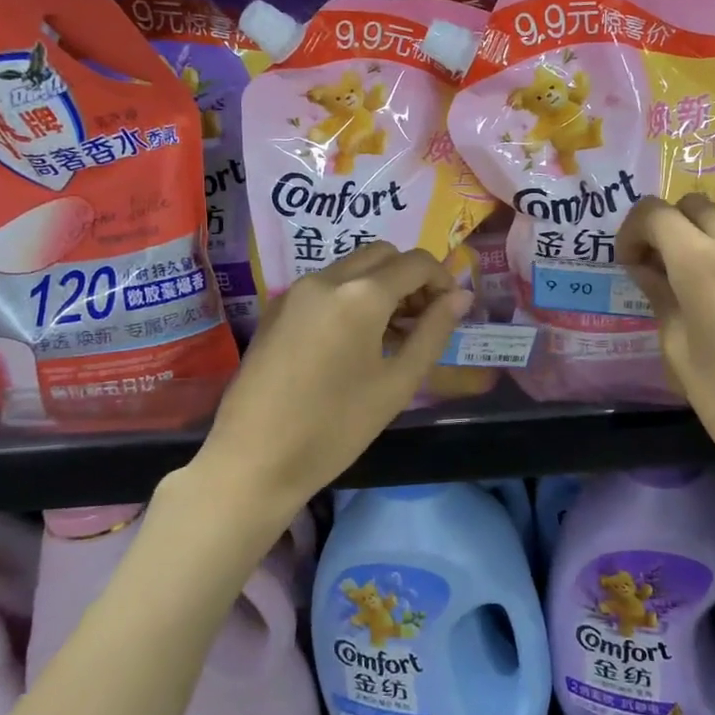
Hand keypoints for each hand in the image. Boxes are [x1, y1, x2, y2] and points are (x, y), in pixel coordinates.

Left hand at [199, 242, 473, 511]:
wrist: (253, 460)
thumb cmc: (335, 427)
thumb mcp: (397, 383)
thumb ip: (433, 332)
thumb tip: (460, 297)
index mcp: (361, 294)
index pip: (416, 263)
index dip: (443, 280)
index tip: (450, 312)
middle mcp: (327, 279)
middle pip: (383, 255)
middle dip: (411, 278)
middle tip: (422, 320)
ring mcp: (296, 291)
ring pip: (352, 267)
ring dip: (381, 285)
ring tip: (392, 334)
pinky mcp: (276, 309)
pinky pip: (326, 285)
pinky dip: (351, 295)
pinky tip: (354, 340)